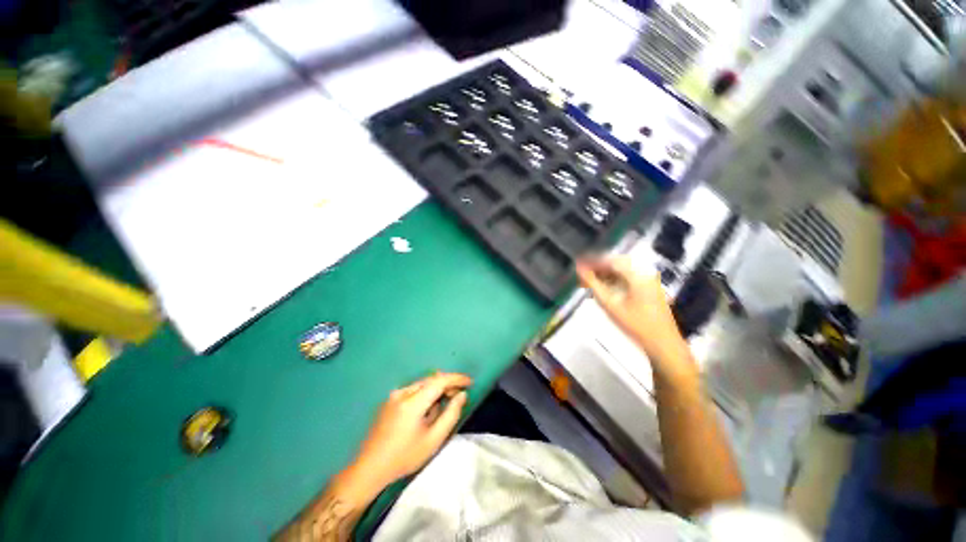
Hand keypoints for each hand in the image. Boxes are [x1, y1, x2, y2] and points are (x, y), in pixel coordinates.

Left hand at [352, 372, 470, 488]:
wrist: (370, 468)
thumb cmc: (405, 457)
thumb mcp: (433, 440)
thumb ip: (451, 415)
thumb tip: (462, 395)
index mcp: (413, 402)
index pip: (439, 381)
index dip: (456, 378)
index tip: (469, 382)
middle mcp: (403, 392)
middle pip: (431, 380)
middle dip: (447, 384)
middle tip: (459, 395)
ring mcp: (394, 395)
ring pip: (423, 384)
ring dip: (436, 389)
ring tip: (443, 405)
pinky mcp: (390, 400)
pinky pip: (414, 389)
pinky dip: (425, 393)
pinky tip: (427, 408)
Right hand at [576, 257, 696, 380]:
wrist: (663, 344)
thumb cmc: (635, 324)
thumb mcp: (610, 304)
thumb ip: (593, 284)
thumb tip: (579, 269)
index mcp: (637, 274)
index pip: (610, 260)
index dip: (593, 261)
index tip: (579, 266)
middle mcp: (645, 273)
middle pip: (617, 264)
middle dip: (598, 269)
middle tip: (583, 276)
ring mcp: (650, 281)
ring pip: (623, 272)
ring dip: (606, 276)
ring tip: (590, 284)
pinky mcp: (651, 290)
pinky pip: (629, 279)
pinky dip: (615, 282)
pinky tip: (605, 290)